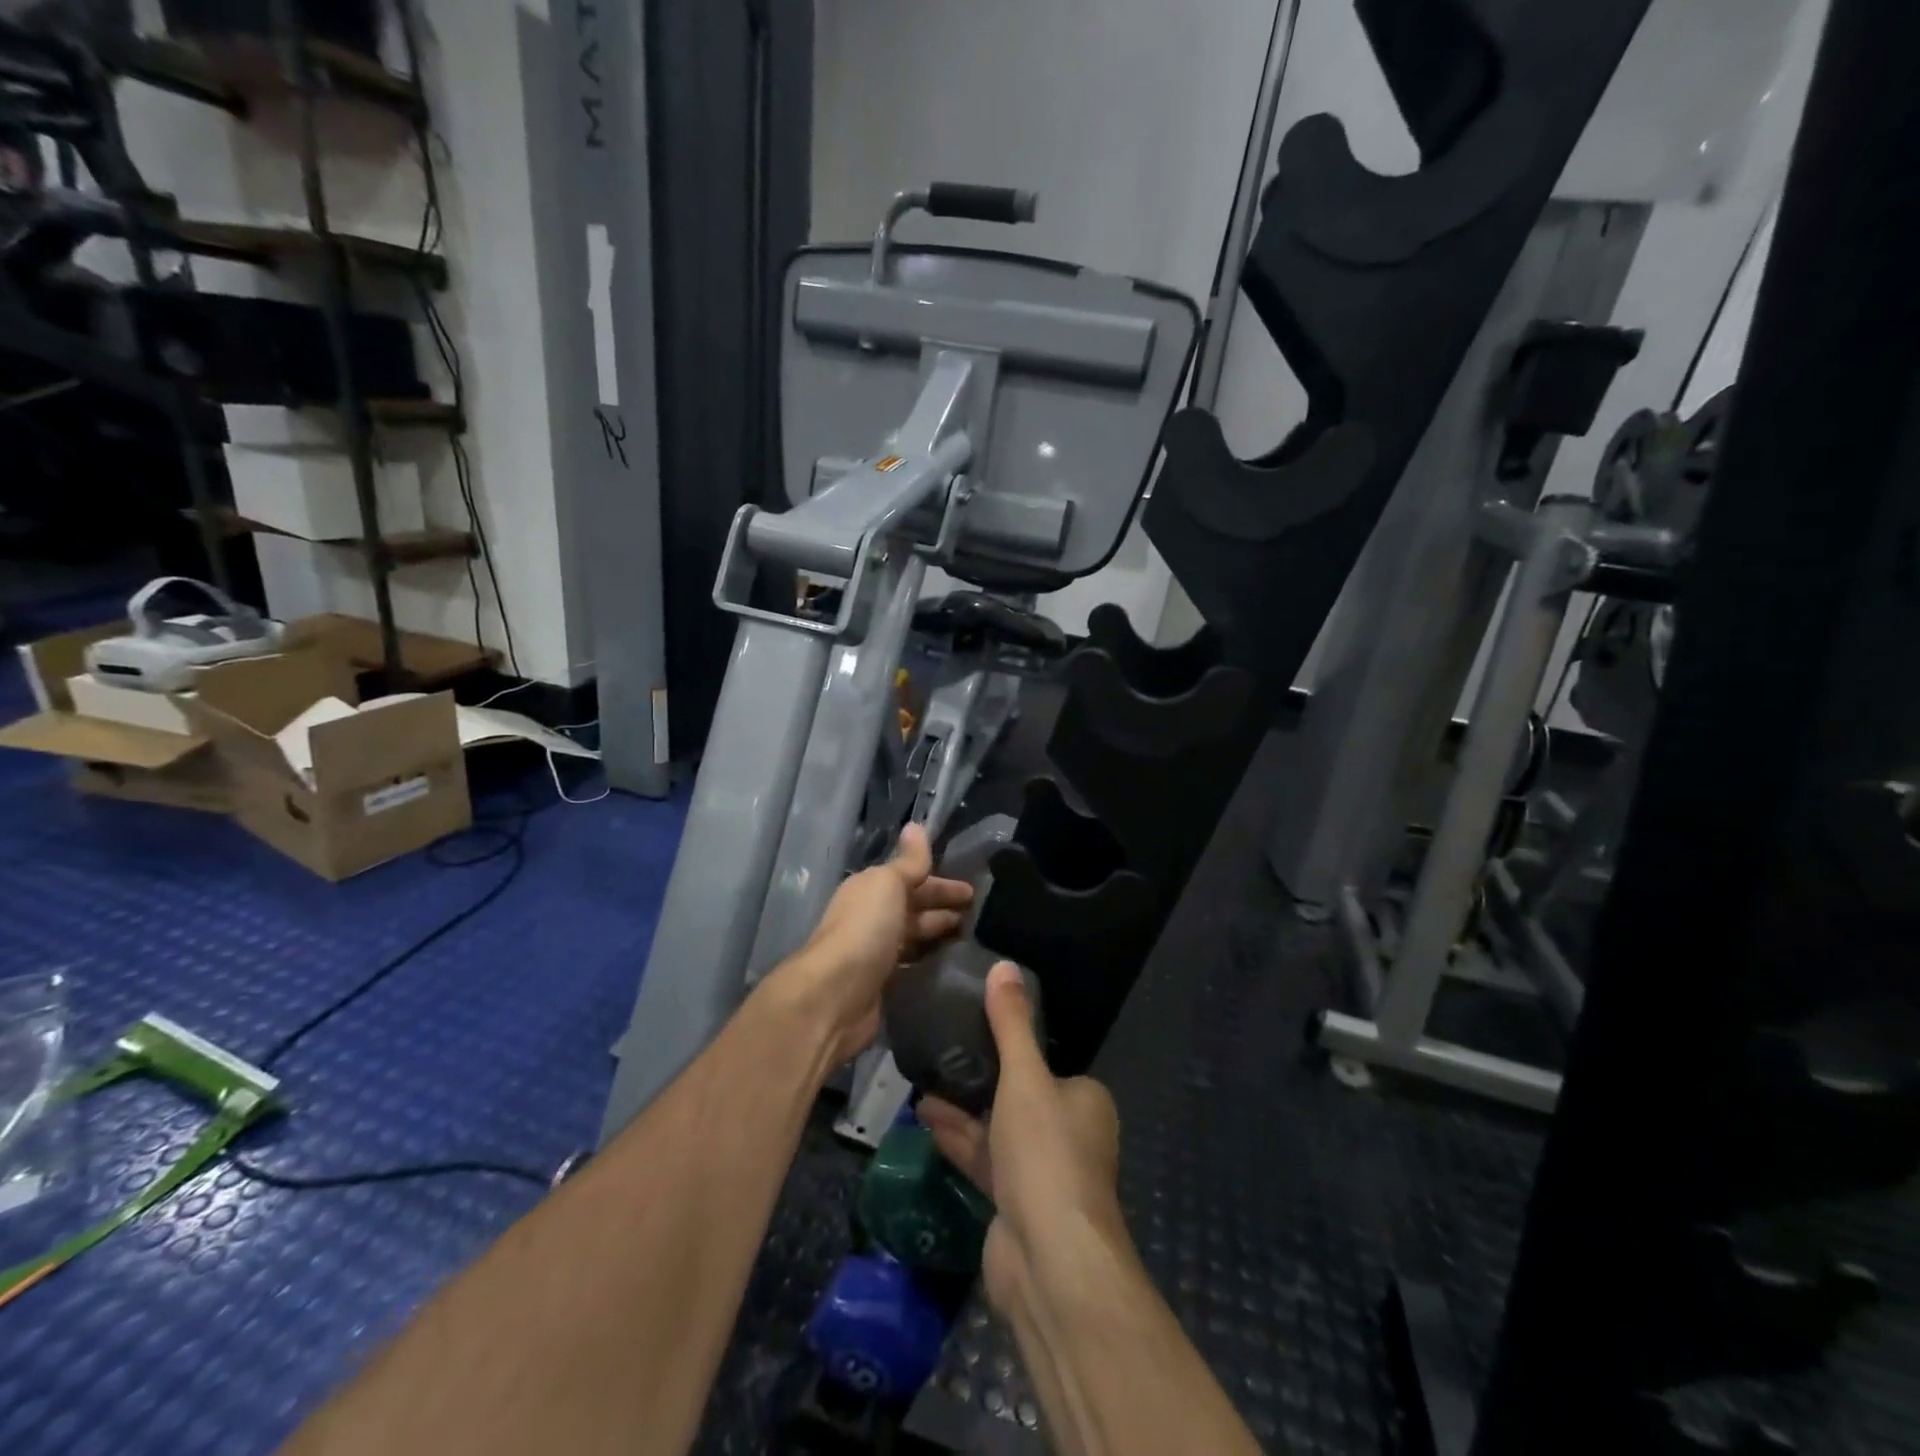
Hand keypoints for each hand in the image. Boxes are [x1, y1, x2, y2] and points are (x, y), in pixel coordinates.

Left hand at [767, 824, 973, 1065]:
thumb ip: (908, 861)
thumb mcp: (888, 884)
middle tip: (979, 913)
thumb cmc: (865, 929)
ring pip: (912, 935)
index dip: (942, 883)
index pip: (912, 879)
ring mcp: (874, 950)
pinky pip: (910, 962)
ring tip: (971, 936)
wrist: (836, 994)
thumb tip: (916, 825)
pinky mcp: (880, 983)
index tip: (973, 890)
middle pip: (912, 906)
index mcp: (870, 888)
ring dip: (937, 931)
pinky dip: (927, 957)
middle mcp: (869, 916)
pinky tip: (948, 961)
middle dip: (942, 906)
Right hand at [919, 962, 1124, 1316]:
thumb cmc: (1046, 1153)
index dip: (1014, 1047)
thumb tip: (1003, 965)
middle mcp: (1070, 1133)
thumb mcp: (1026, 1077)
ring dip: (963, 1109)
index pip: (1049, 1065)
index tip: (975, 1028)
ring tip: (922, 1081)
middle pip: (1020, 1096)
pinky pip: (985, 1160)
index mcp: (1085, 1100)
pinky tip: (925, 1118)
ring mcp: (1042, 1173)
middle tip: (940, 1053)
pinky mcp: (1016, 1204)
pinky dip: (960, 1139)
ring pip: (998, 1129)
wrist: (1051, 1260)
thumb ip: (1010, 1023)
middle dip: (980, 1079)